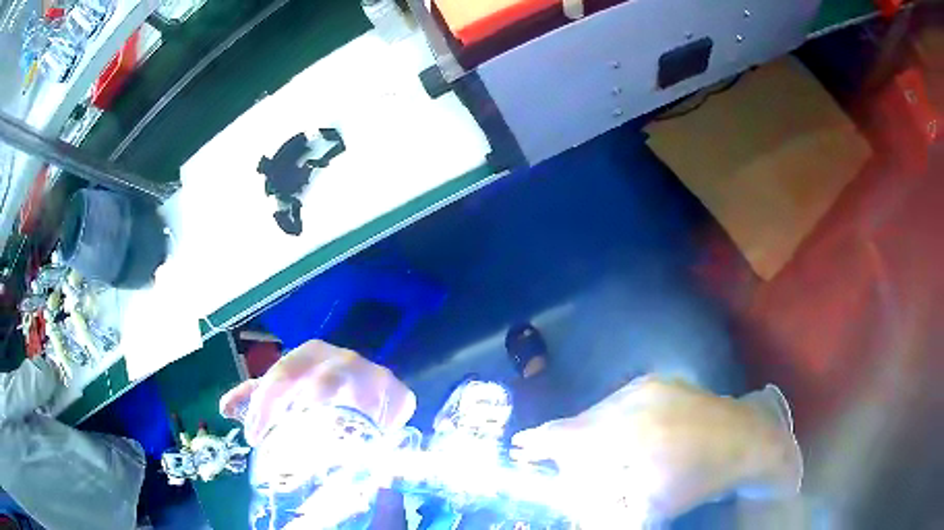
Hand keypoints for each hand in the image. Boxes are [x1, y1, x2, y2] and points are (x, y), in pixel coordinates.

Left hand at [220, 340, 415, 445]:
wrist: (368, 380)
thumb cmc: (317, 384)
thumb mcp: (285, 388)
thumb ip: (256, 396)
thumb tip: (225, 409)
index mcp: (310, 353)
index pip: (282, 376)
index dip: (265, 407)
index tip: (254, 438)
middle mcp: (343, 359)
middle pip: (321, 386)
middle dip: (303, 417)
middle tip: (287, 454)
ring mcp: (375, 375)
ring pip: (358, 402)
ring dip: (343, 429)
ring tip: (325, 457)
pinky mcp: (400, 393)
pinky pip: (391, 416)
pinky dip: (379, 434)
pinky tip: (366, 452)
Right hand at [510, 377, 801, 526]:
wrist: (744, 441)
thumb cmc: (696, 480)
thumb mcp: (647, 506)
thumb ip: (603, 508)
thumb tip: (573, 500)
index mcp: (625, 431)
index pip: (566, 433)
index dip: (539, 442)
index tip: (521, 447)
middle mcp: (630, 400)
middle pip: (580, 421)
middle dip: (567, 442)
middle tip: (566, 461)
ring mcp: (647, 385)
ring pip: (601, 409)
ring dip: (592, 430)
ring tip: (600, 452)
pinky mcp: (660, 380)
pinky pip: (622, 400)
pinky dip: (613, 418)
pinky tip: (627, 434)